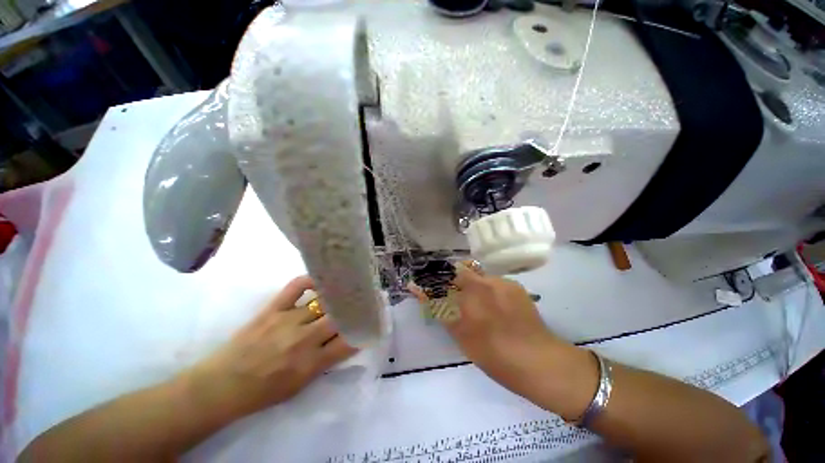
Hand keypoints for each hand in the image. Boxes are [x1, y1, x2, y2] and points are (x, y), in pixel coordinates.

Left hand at [182, 276, 357, 419]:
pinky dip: (310, 281)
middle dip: (356, 308)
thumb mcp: (300, 386)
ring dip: (338, 296)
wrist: (220, 386)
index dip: (364, 330)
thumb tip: (345, 339)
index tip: (373, 320)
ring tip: (350, 287)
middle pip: (340, 318)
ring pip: (323, 302)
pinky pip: (295, 287)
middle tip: (366, 299)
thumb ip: (325, 362)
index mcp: (311, 364)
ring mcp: (287, 321)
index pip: (348, 342)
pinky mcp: (272, 309)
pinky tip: (320, 280)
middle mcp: (303, 340)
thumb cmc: (262, 392)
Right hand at [411, 264, 593, 415]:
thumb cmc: (496, 358)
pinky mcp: (512, 283)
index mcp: (466, 303)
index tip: (419, 283)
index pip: (437, 284)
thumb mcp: (462, 336)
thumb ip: (442, 311)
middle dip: (446, 278)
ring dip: (466, 282)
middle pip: (454, 270)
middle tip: (447, 291)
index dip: (427, 283)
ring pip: (473, 273)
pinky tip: (492, 302)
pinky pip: (489, 279)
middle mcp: (481, 286)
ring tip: (473, 300)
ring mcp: (498, 282)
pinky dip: (484, 287)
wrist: (541, 361)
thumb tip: (423, 293)